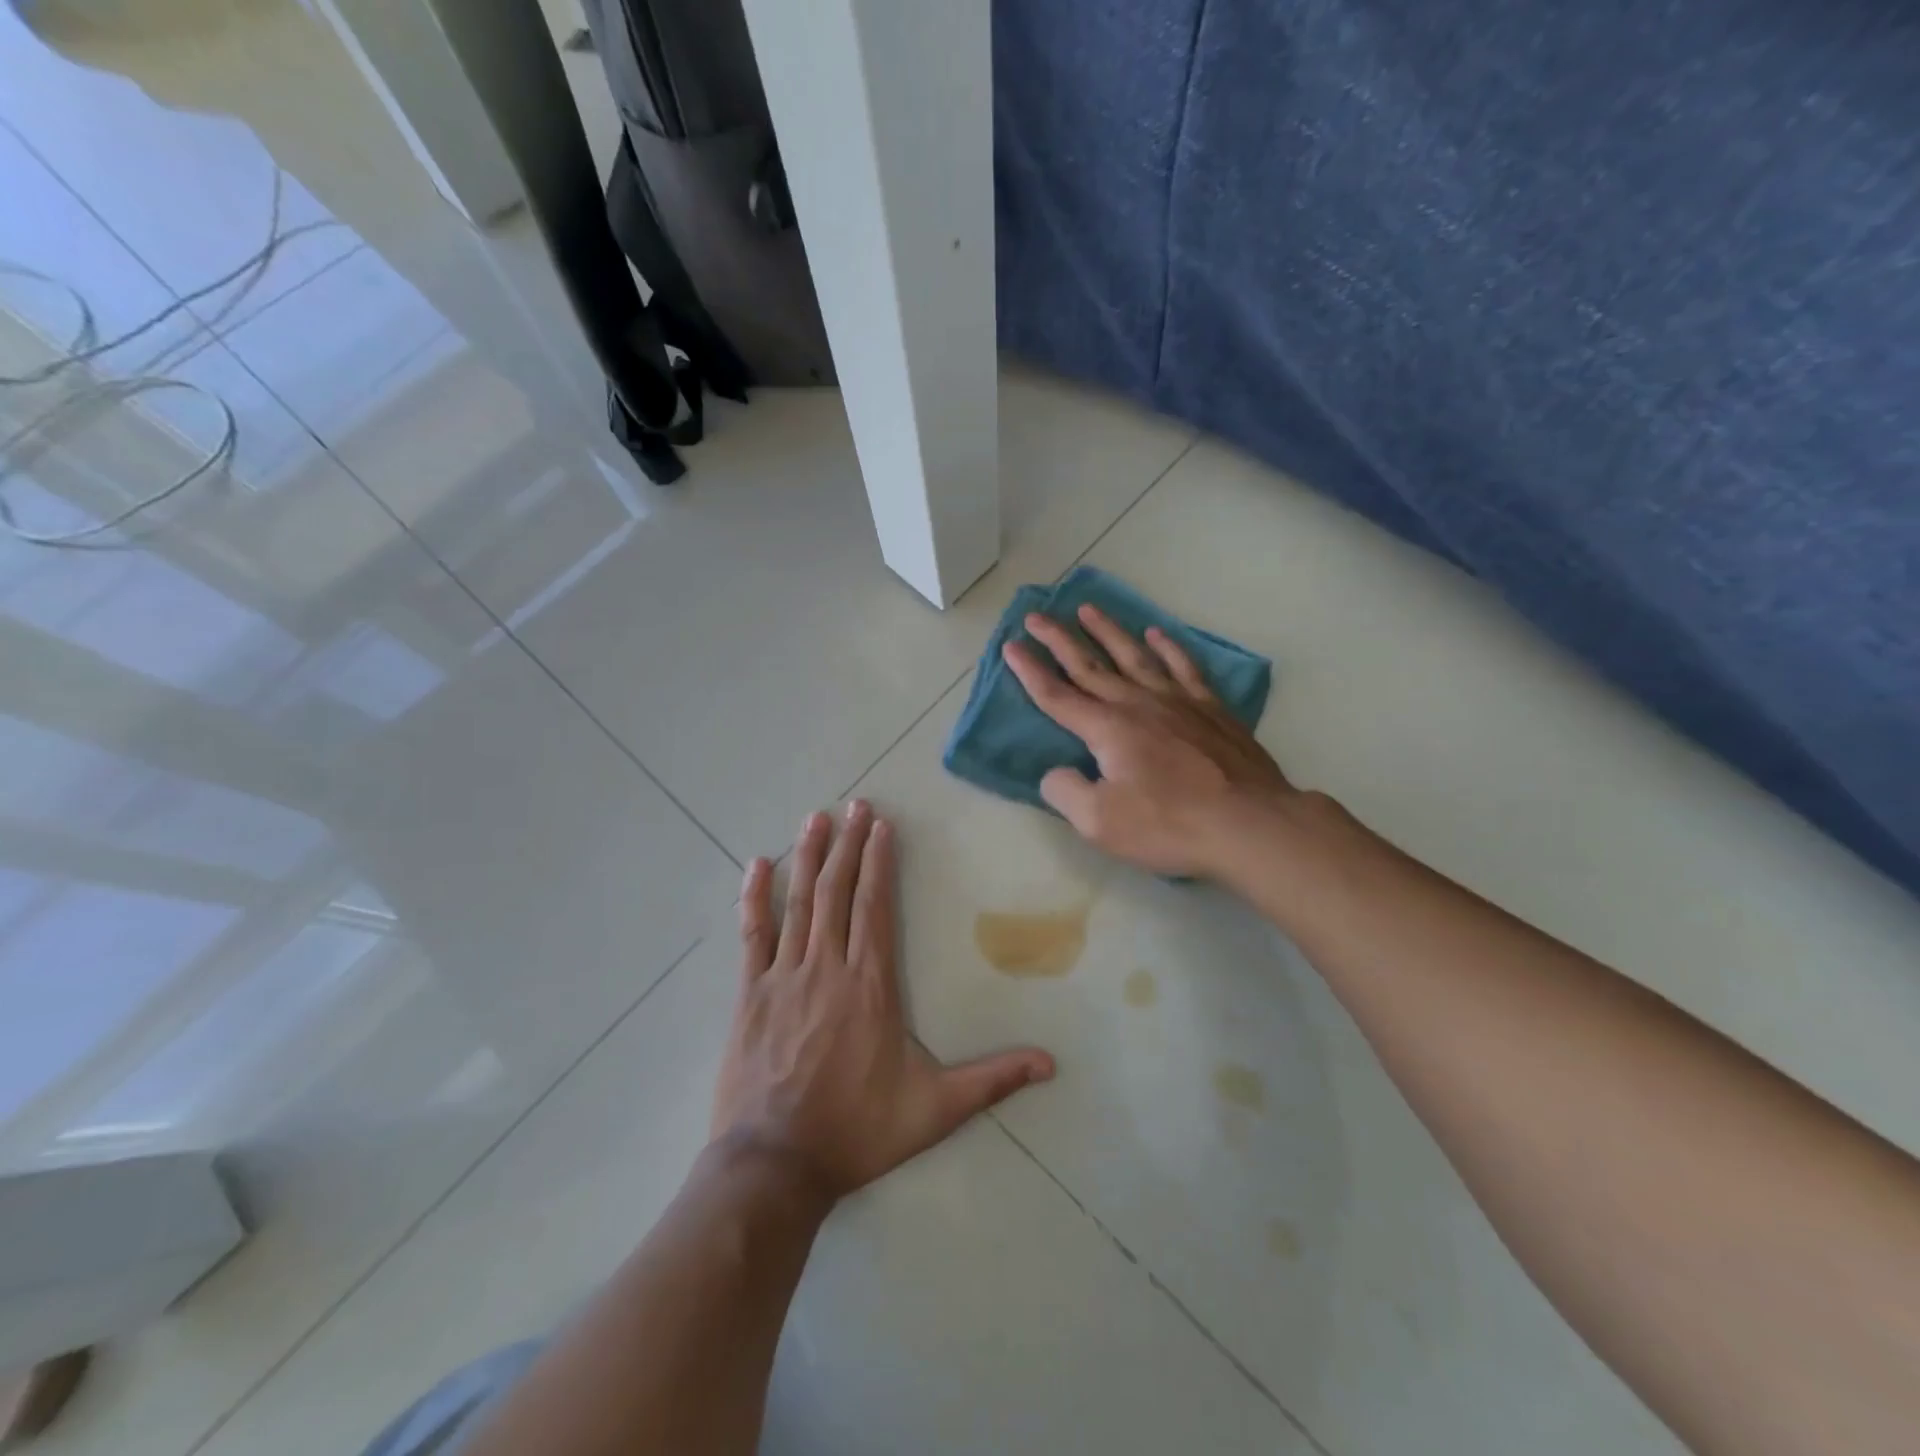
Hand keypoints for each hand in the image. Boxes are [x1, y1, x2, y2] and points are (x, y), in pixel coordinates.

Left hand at [711, 802, 1055, 1200]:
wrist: (774, 1165)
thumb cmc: (857, 1131)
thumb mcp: (934, 1110)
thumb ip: (991, 1081)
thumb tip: (1050, 1064)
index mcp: (870, 984)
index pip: (875, 906)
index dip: (879, 862)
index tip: (881, 826)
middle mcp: (827, 967)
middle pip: (838, 892)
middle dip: (848, 845)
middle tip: (854, 804)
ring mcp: (784, 977)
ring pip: (798, 903)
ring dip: (808, 857)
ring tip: (815, 818)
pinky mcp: (750, 994)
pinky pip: (753, 935)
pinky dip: (754, 897)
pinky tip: (755, 866)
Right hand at [1003, 605, 1296, 877]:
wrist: (1249, 823)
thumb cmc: (1169, 825)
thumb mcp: (1100, 822)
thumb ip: (1066, 792)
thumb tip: (1055, 773)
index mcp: (1107, 729)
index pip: (1057, 695)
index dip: (1030, 671)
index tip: (1011, 646)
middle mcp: (1137, 704)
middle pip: (1090, 665)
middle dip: (1058, 639)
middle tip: (1036, 615)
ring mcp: (1177, 702)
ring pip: (1134, 656)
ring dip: (1108, 631)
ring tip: (1088, 608)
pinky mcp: (1210, 709)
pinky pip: (1184, 667)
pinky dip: (1168, 647)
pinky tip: (1156, 634)